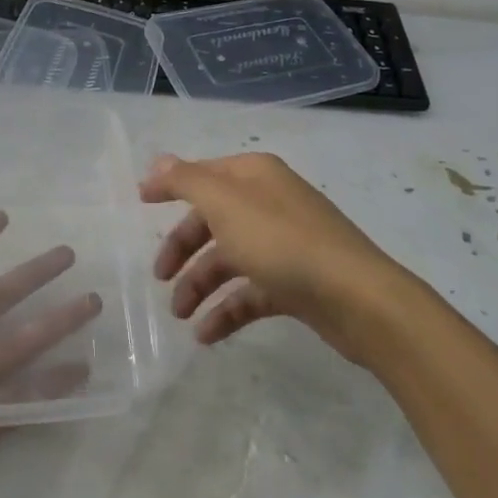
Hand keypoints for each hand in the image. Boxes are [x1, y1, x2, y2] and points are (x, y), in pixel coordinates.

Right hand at [141, 151, 403, 362]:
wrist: (357, 299)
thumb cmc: (282, 242)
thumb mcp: (225, 204)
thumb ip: (187, 181)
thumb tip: (158, 162)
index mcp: (254, 176)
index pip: (203, 175)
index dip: (170, 187)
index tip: (140, 203)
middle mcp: (269, 202)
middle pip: (213, 220)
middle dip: (183, 248)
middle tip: (159, 277)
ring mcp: (284, 243)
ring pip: (230, 259)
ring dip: (200, 285)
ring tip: (180, 316)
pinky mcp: (296, 282)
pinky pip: (251, 292)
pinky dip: (227, 310)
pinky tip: (207, 335)